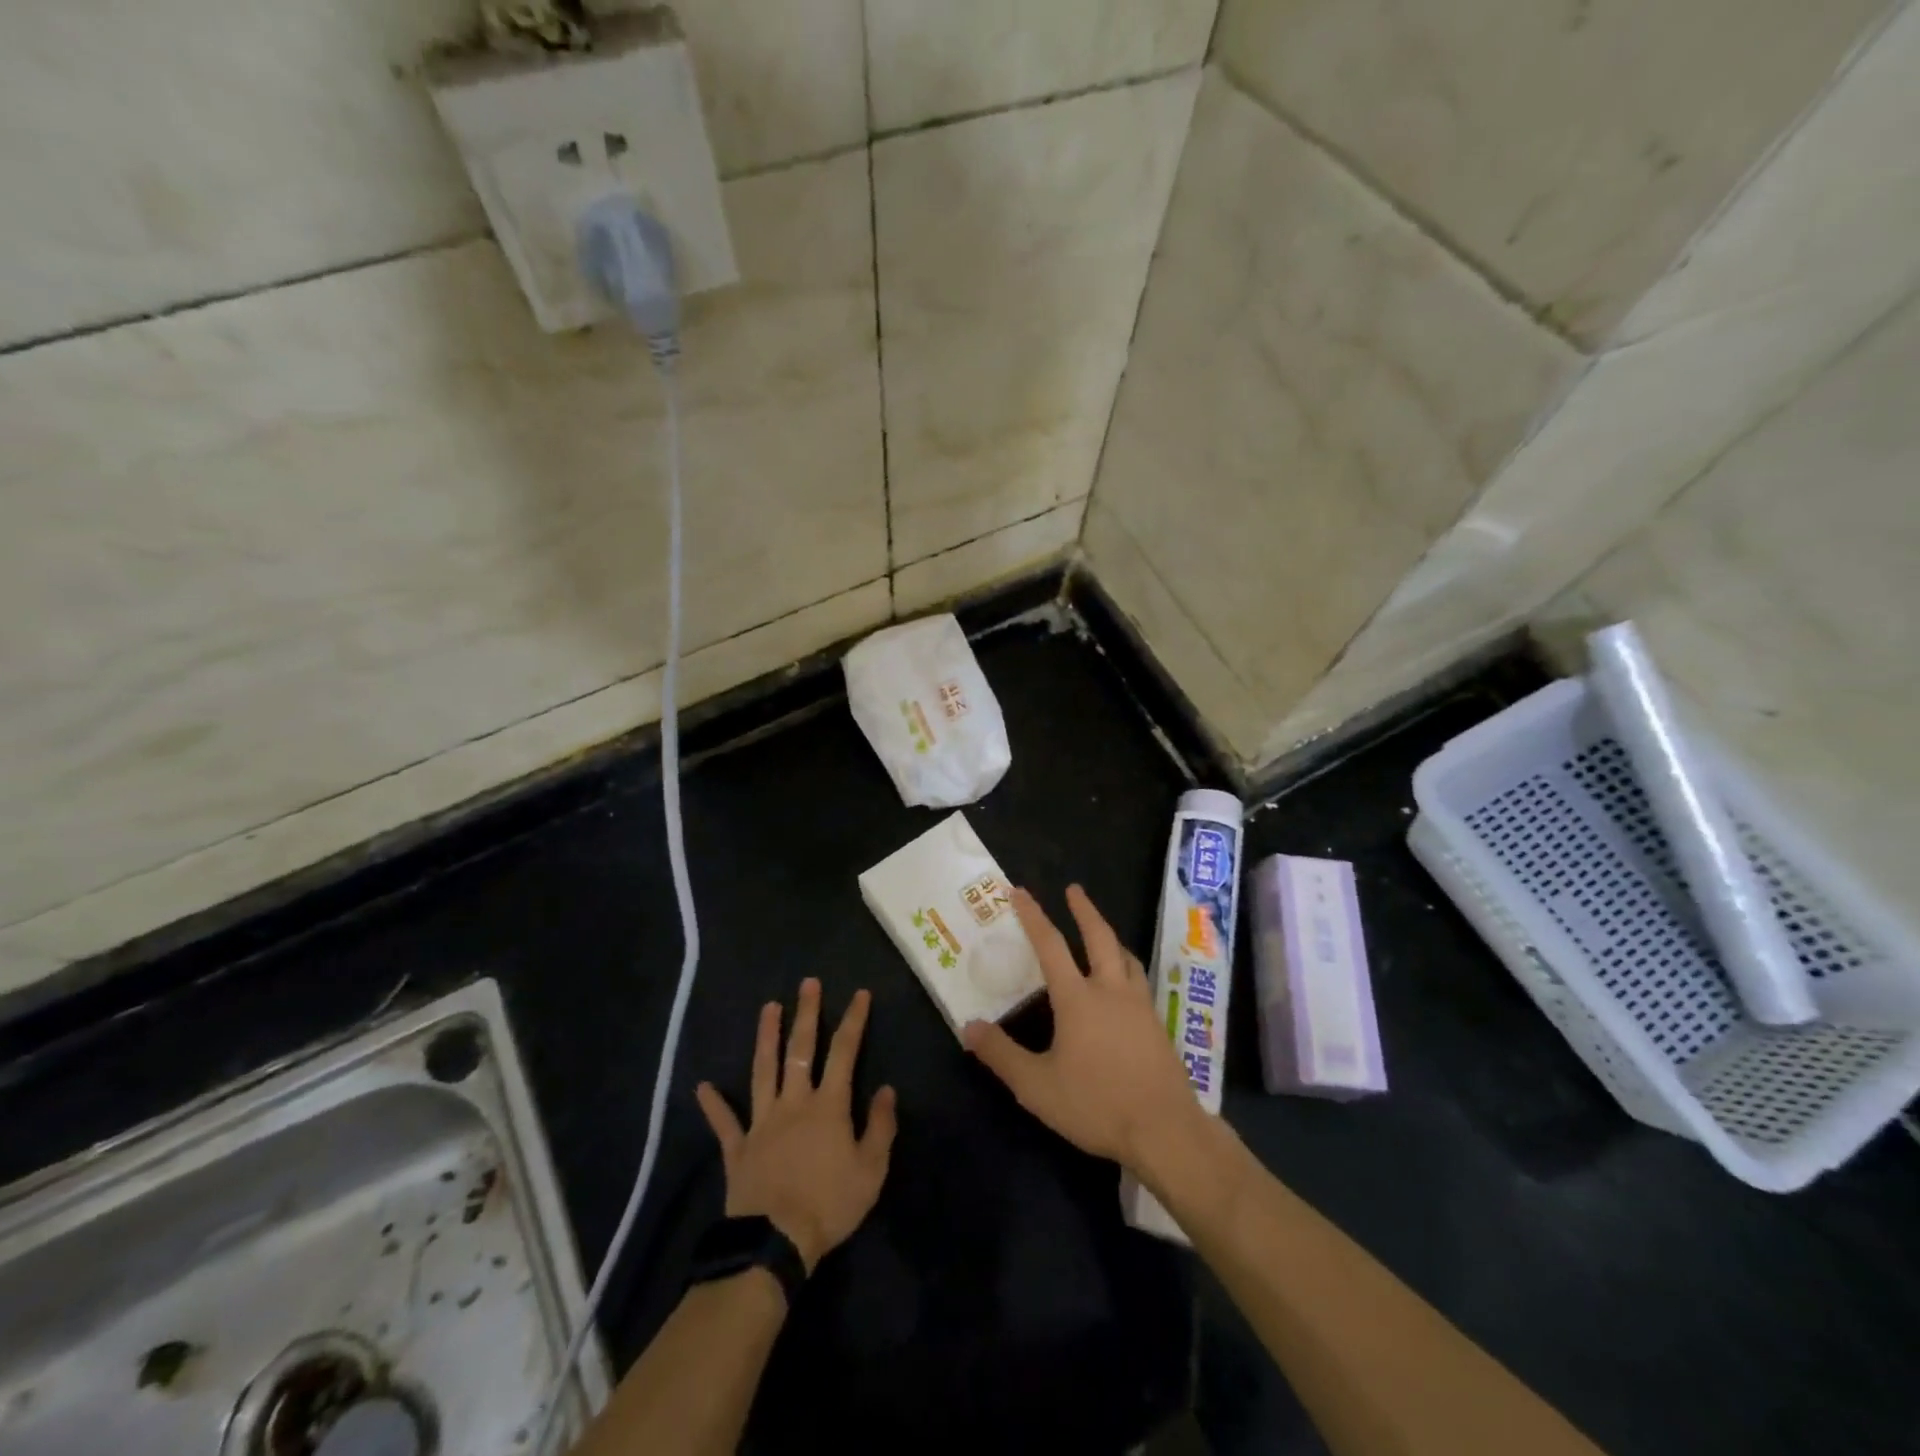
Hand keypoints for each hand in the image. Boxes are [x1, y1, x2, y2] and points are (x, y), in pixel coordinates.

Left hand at [695, 979, 897, 1273]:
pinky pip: (725, 1123)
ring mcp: (762, 1122)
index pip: (845, 1052)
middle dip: (807, 1014)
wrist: (776, 1243)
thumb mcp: (871, 1170)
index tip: (860, 993)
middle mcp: (794, 1102)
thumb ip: (880, 1126)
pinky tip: (702, 1086)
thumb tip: (887, 1090)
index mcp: (828, 1105)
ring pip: (763, 1071)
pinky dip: (713, 1105)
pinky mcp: (738, 1148)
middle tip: (807, 984)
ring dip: (766, 1038)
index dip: (854, 1020)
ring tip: (768, 1008)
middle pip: (801, 1050)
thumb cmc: (829, 1204)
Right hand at [963, 886, 1199, 1175]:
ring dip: (1110, 936)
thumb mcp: (1037, 1086)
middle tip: (1074, 890)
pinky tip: (1124, 982)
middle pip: (1099, 937)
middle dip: (1084, 910)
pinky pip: (1138, 980)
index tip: (1020, 892)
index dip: (1034, 916)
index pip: (1051, 946)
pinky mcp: (1157, 1024)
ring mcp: (1139, 1005)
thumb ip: (1002, 1054)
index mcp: (1078, 998)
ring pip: (1125, 957)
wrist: (1165, 1129)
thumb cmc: (1096, 1104)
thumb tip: (968, 1027)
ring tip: (1102, 931)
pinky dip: (1125, 965)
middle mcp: (1110, 990)